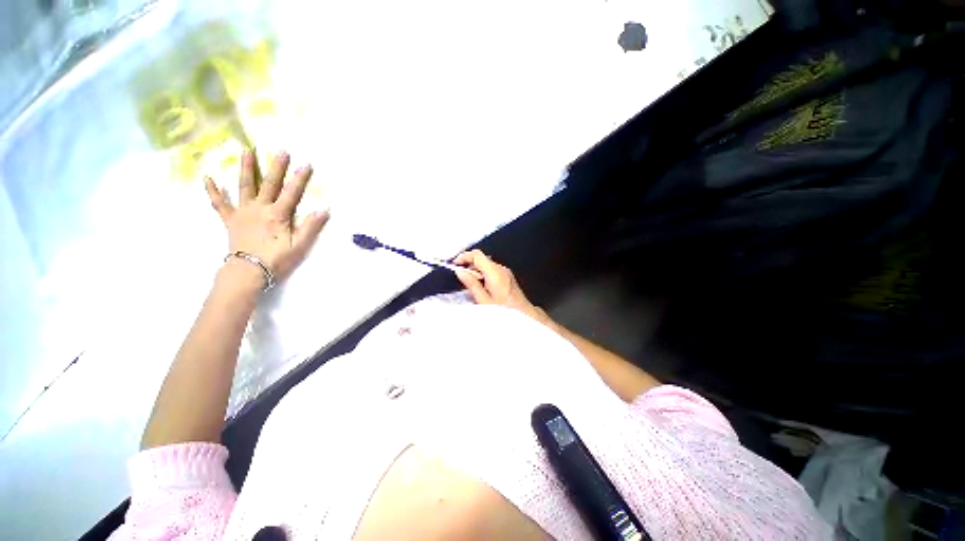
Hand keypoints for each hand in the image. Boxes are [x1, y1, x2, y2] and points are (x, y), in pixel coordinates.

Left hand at [204, 150, 328, 285]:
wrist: (248, 271)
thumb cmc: (277, 259)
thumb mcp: (300, 245)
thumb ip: (311, 226)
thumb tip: (324, 209)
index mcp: (278, 215)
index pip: (292, 193)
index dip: (300, 179)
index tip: (306, 164)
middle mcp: (259, 208)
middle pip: (270, 184)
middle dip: (276, 167)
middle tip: (280, 150)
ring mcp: (242, 212)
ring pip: (244, 186)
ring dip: (246, 168)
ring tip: (245, 150)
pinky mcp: (230, 219)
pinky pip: (219, 203)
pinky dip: (213, 190)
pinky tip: (208, 176)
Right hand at [453, 250, 550, 324]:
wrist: (524, 315)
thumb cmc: (506, 311)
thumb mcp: (483, 300)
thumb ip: (471, 284)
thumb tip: (460, 272)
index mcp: (495, 272)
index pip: (477, 255)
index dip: (464, 257)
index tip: (455, 264)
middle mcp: (501, 269)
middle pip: (481, 259)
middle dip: (469, 266)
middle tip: (460, 277)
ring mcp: (505, 272)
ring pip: (486, 265)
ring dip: (476, 271)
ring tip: (470, 285)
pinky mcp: (507, 277)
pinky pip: (492, 271)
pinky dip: (483, 275)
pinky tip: (481, 287)